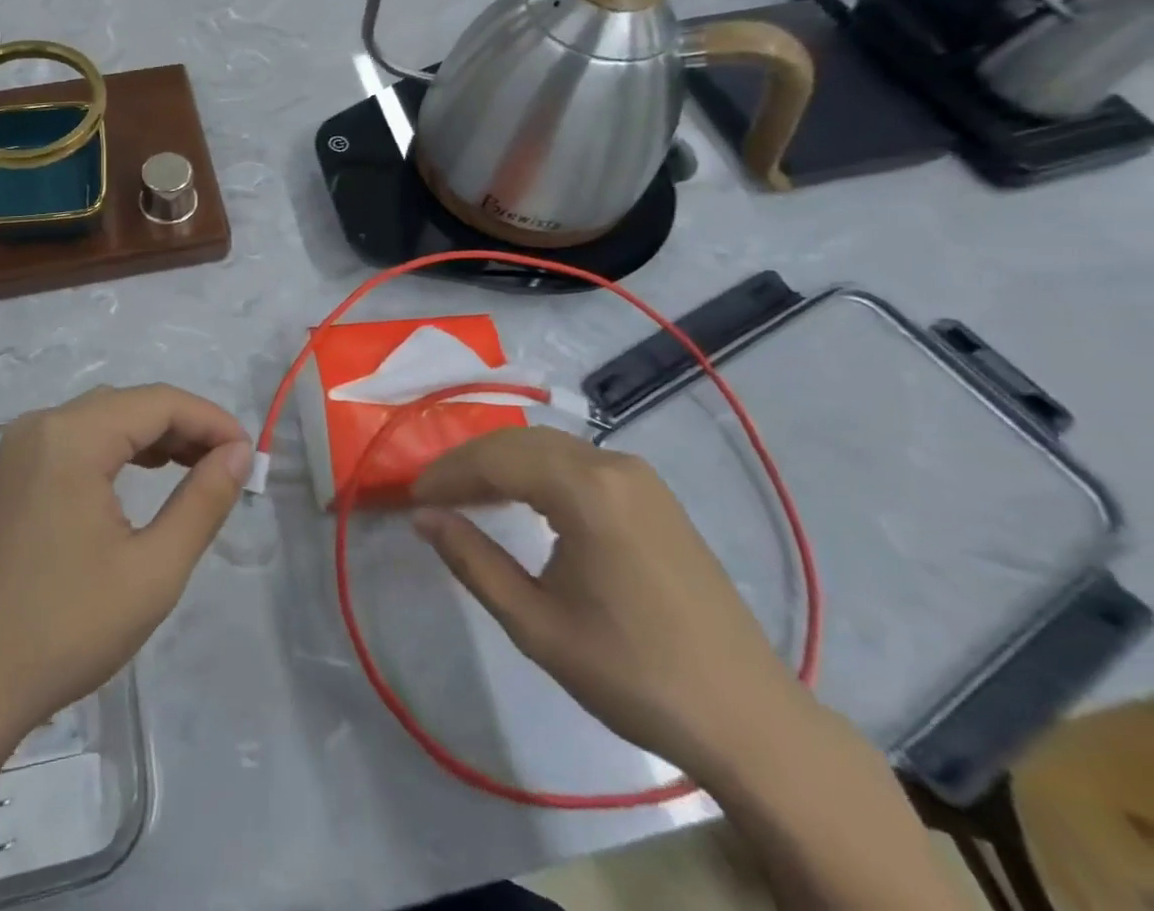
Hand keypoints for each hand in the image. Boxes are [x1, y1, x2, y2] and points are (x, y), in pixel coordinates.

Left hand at [0, 384, 251, 743]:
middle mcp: (41, 425)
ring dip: (152, 436)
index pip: (158, 402)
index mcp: (71, 436)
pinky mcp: (11, 472)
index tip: (250, 453)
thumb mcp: (153, 570)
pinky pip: (75, 439)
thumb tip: (239, 452)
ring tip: (195, 468)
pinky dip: (116, 449)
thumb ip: (203, 501)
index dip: (211, 420)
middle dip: (184, 427)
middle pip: (129, 403)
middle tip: (229, 466)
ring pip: (102, 417)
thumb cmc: (66, 628)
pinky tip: (142, 476)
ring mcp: (19, 447)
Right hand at [411, 425, 819, 785]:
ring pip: (548, 447)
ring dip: (502, 464)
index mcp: (587, 490)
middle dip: (469, 463)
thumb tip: (423, 516)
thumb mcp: (537, 624)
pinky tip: (521, 500)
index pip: (496, 459)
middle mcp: (614, 465)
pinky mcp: (653, 495)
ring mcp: (640, 477)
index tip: (412, 497)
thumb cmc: (633, 674)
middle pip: (520, 442)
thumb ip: (472, 560)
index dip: (448, 473)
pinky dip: (537, 472)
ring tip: (466, 497)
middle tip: (432, 496)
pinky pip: (577, 463)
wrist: (749, 720)